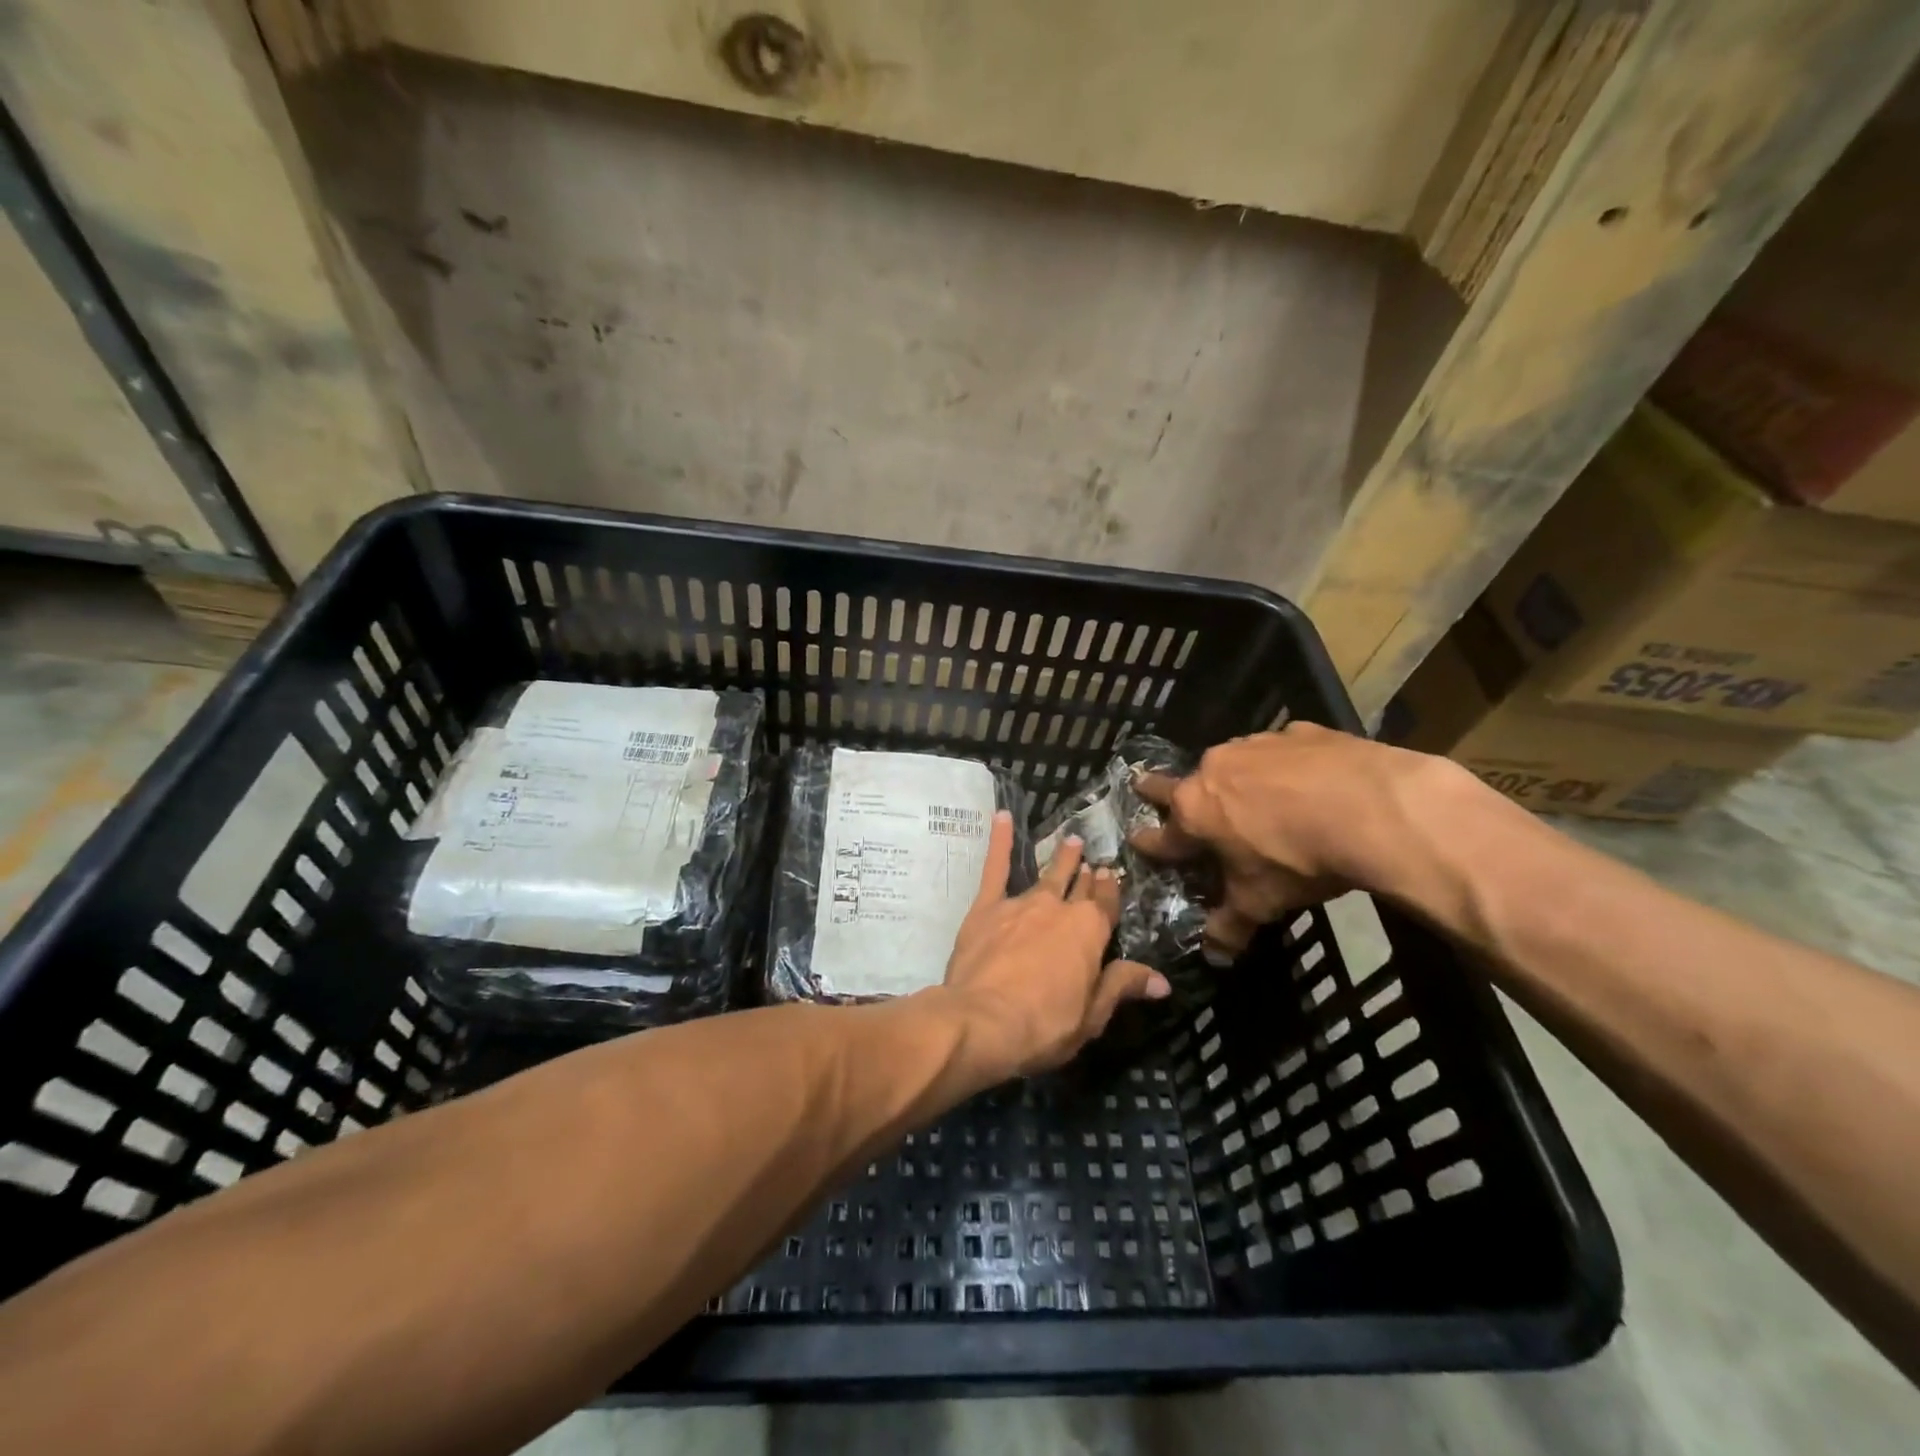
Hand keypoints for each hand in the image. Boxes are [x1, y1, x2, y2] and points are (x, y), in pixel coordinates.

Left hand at [936, 811, 1170, 1080]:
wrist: (983, 1021)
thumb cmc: (1044, 1025)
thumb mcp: (1092, 1016)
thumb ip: (1123, 987)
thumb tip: (1162, 980)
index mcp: (1090, 933)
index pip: (1106, 906)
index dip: (1110, 891)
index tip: (1112, 875)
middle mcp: (1060, 909)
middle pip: (1078, 888)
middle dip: (1088, 875)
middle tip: (1093, 859)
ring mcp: (1022, 904)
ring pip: (1046, 876)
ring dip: (1060, 859)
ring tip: (1071, 841)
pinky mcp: (987, 907)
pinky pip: (995, 868)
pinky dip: (999, 840)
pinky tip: (1000, 815)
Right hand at [1132, 722, 1471, 957]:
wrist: (1371, 808)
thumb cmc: (1298, 860)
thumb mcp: (1262, 902)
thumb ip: (1231, 925)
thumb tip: (1214, 956)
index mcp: (1195, 812)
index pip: (1162, 835)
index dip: (1150, 843)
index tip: (1136, 839)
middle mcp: (1213, 771)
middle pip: (1179, 783)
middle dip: (1159, 789)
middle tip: (1144, 785)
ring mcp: (1255, 745)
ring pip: (1231, 763)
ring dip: (1233, 779)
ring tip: (1253, 795)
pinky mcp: (1298, 732)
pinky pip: (1280, 750)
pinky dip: (1284, 766)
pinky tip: (1308, 779)